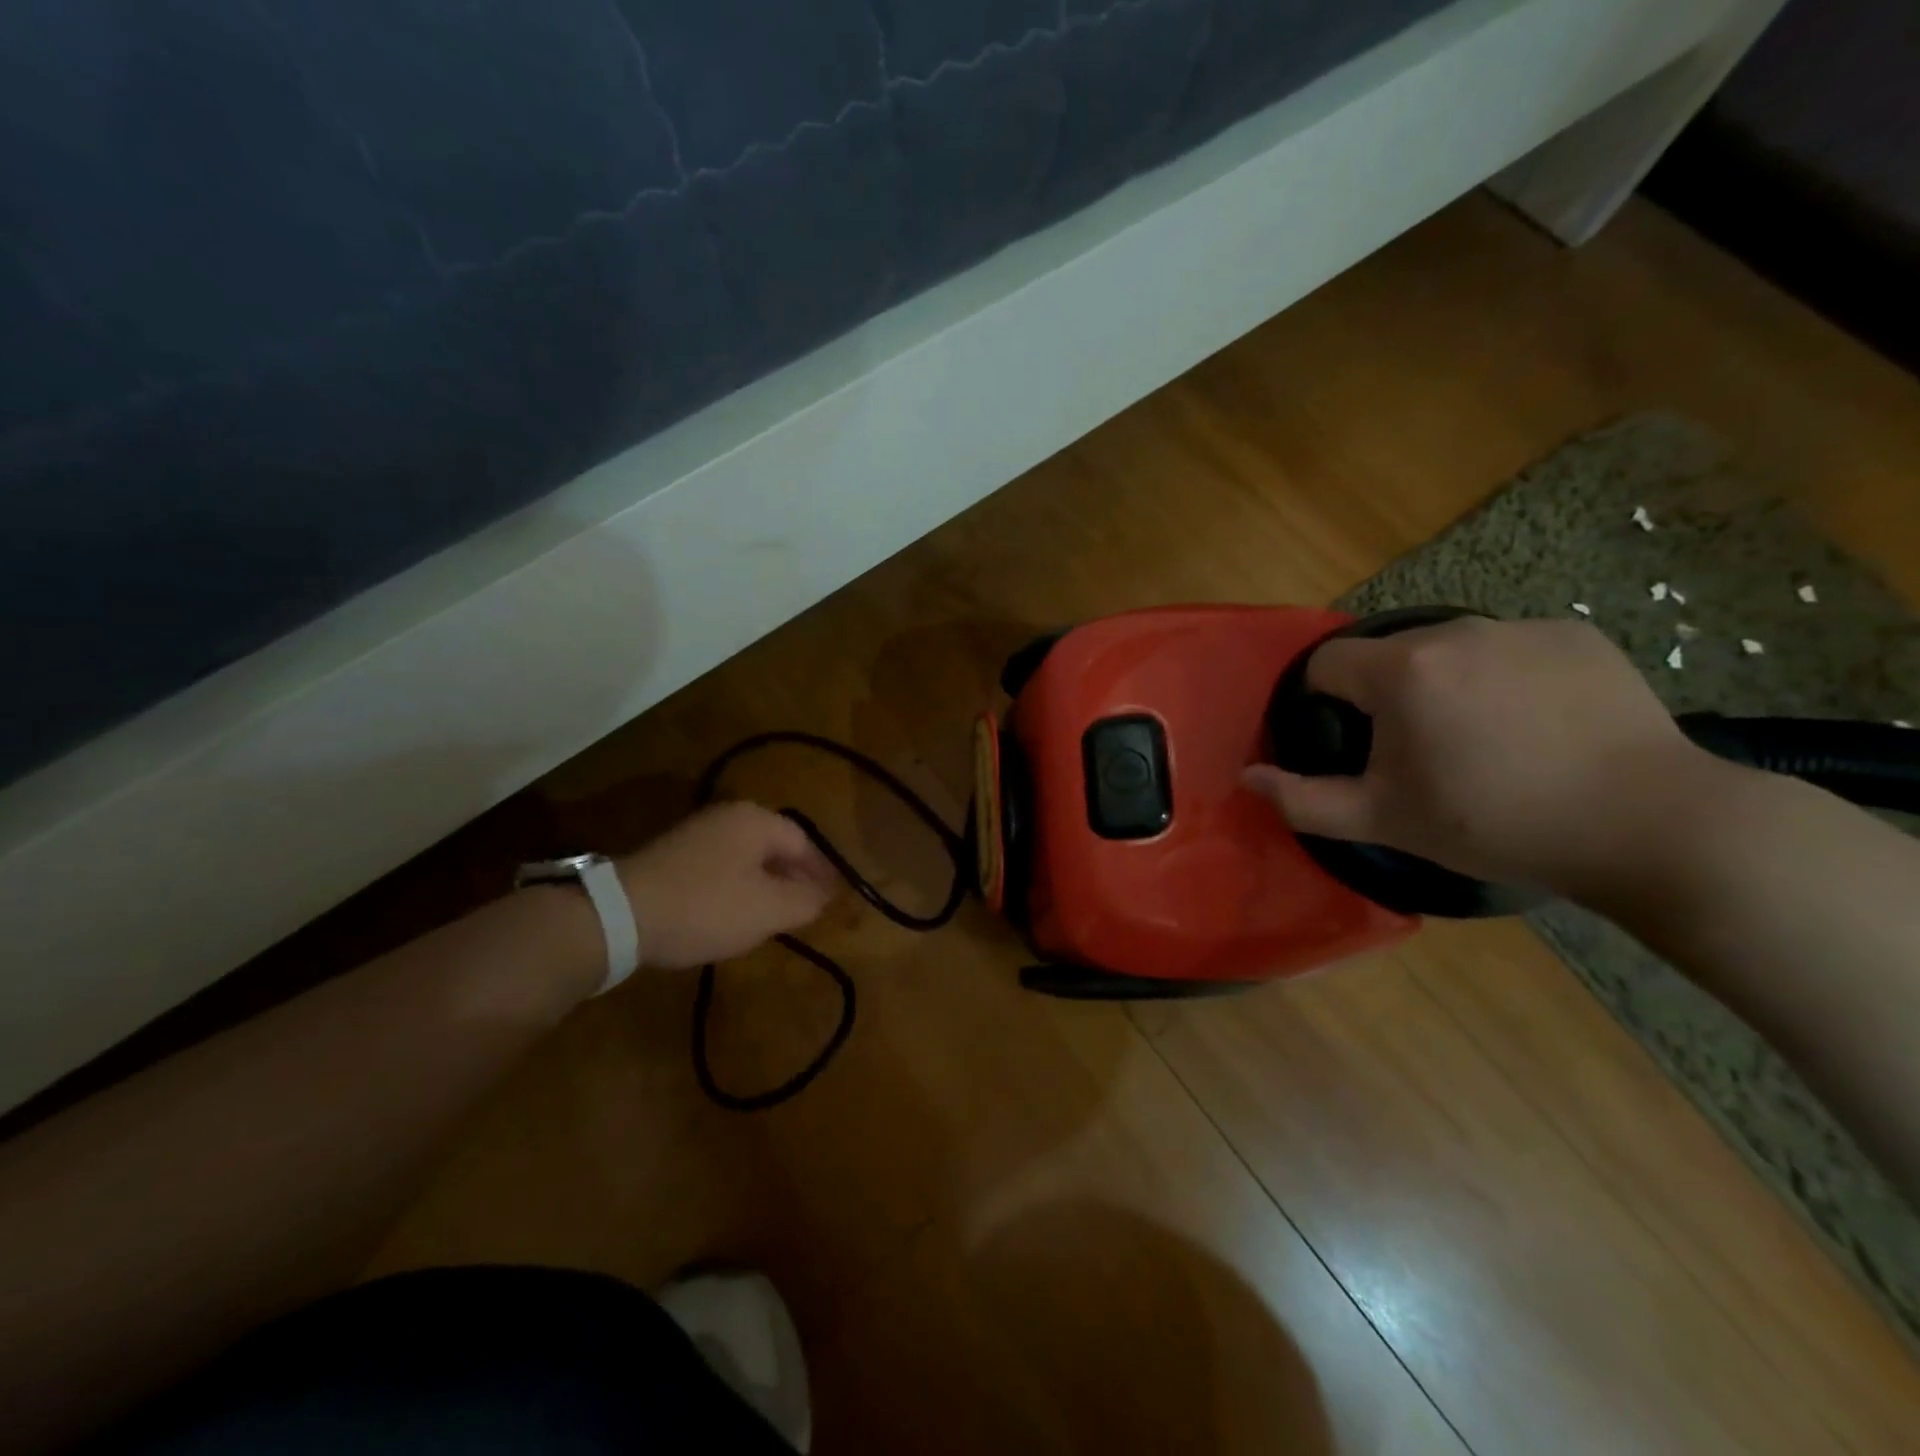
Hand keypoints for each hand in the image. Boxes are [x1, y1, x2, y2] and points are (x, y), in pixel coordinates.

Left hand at [616, 802, 839, 970]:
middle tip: (806, 906)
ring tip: (774, 915)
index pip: (803, 842)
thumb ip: (806, 900)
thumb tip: (826, 894)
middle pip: (774, 845)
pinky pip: (720, 866)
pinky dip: (736, 887)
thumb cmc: (707, 907)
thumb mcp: (769, 909)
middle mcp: (728, 817)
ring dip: (765, 883)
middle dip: (794, 876)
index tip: (833, 898)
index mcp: (756, 821)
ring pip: (747, 857)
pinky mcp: (673, 855)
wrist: (620, 915)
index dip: (822, 871)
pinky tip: (733, 913)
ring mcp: (697, 833)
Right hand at [1241, 617, 1723, 897]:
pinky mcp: (1575, 635)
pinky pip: (1511, 649)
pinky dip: (1507, 678)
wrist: (1645, 823)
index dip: (1326, 702)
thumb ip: (1303, 800)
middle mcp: (1454, 631)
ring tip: (1486, 740)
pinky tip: (1538, 725)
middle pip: (1389, 655)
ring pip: (1450, 650)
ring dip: (1446, 684)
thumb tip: (1248, 777)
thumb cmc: (1494, 821)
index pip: (1327, 663)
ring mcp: (1520, 627)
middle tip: (1424, 753)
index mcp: (1401, 670)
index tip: (1357, 743)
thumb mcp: (1383, 820)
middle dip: (1389, 695)